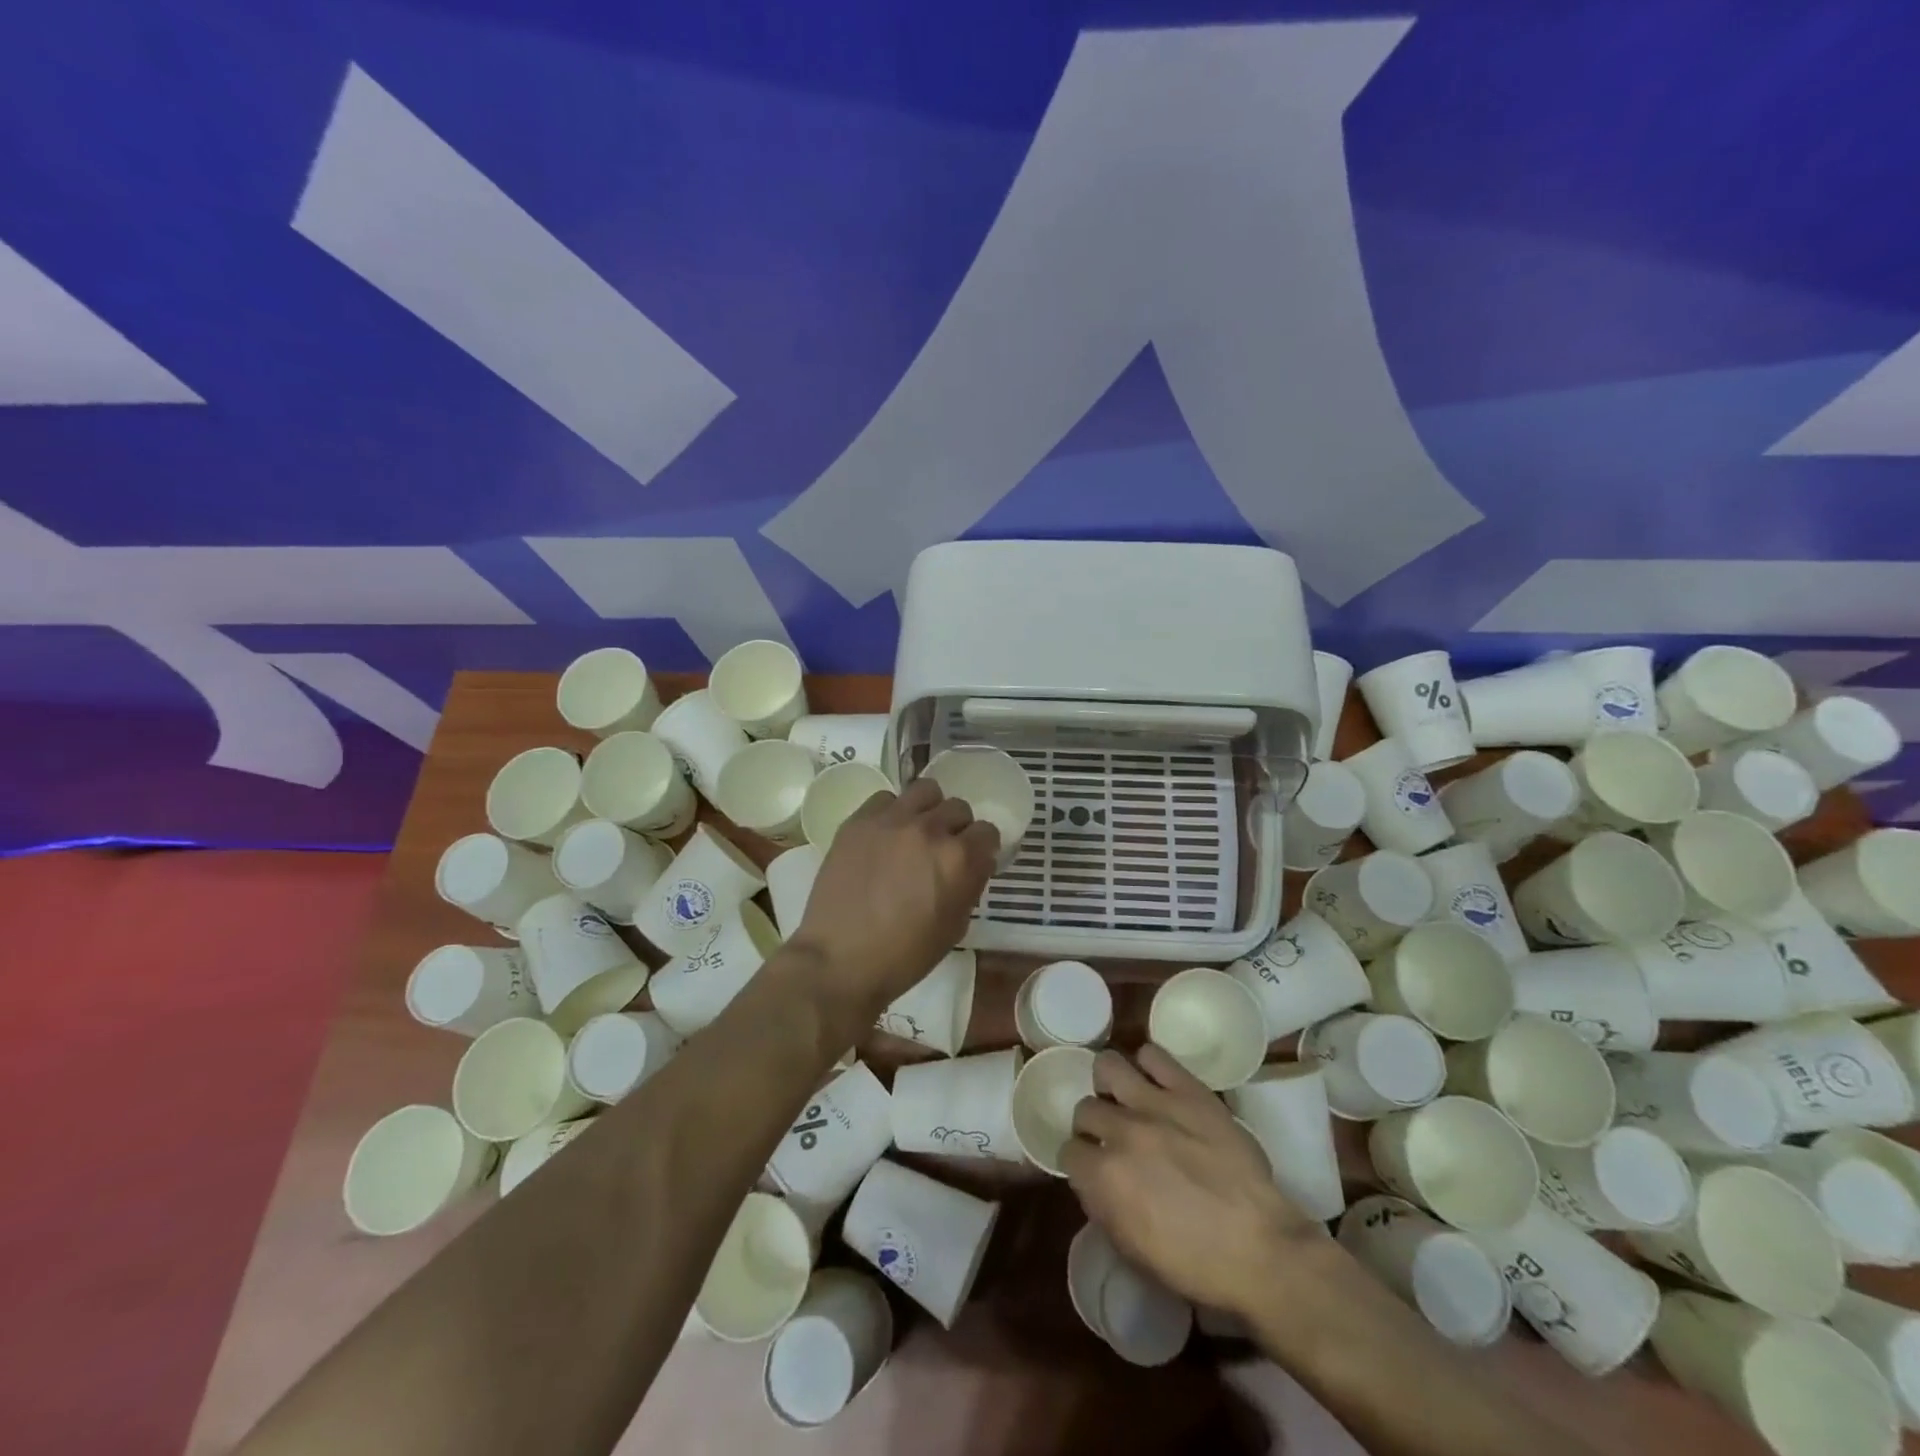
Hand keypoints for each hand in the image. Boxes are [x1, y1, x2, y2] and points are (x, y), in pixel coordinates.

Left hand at [790, 777, 998, 1019]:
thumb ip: (970, 886)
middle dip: (957, 828)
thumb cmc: (904, 956)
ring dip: (928, 809)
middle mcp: (930, 829)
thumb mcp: (954, 928)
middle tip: (942, 850)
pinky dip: (892, 812)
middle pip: (958, 808)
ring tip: (916, 831)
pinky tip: (885, 835)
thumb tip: (972, 866)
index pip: (988, 832)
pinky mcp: (859, 820)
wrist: (839, 960)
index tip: (973, 861)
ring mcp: (892, 820)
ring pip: (925, 790)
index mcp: (959, 859)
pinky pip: (886, 798)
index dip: (983, 848)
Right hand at [1062, 1046, 1328, 1318]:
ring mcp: (1155, 1105)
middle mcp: (1121, 1132)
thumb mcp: (1133, 1249)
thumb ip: (1103, 1206)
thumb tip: (1094, 1180)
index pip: (1068, 1152)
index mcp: (1103, 1178)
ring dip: (1111, 1085)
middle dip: (1095, 1124)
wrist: (1262, 1250)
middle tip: (1114, 1137)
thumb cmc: (1197, 1265)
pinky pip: (1153, 1055)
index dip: (1081, 1162)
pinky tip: (1156, 1082)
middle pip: (1085, 1108)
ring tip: (1127, 1098)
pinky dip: (1148, 1065)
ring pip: (1107, 1066)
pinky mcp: (1189, 1090)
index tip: (1095, 1169)